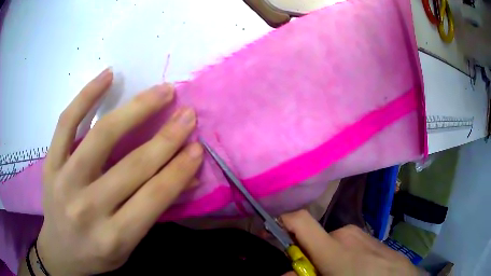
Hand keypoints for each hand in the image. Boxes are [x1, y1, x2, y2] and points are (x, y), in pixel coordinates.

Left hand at [31, 68, 202, 274]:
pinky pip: (67, 123)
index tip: (197, 146)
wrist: (60, 252)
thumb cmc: (97, 255)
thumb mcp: (129, 246)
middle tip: (188, 114)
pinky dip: (87, 96)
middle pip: (132, 166)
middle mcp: (88, 209)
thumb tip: (186, 179)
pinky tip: (109, 75)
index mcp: (114, 237)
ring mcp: (64, 181)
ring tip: (161, 91)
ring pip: (101, 136)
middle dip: (167, 138)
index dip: (179, 169)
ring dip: (136, 109)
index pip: (154, 197)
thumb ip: (153, 212)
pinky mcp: (50, 163)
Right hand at [280, 210, 421, 275]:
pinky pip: (346, 244)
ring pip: (329, 243)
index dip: (280, 222)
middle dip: (306, 257)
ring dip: (324, 258)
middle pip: (313, 239)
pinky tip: (352, 269)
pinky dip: (339, 256)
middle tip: (314, 274)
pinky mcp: (369, 237)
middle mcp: (345, 233)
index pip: (299, 220)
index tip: (270, 234)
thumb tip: (286, 272)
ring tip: (337, 273)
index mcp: (334, 247)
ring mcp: (360, 233)